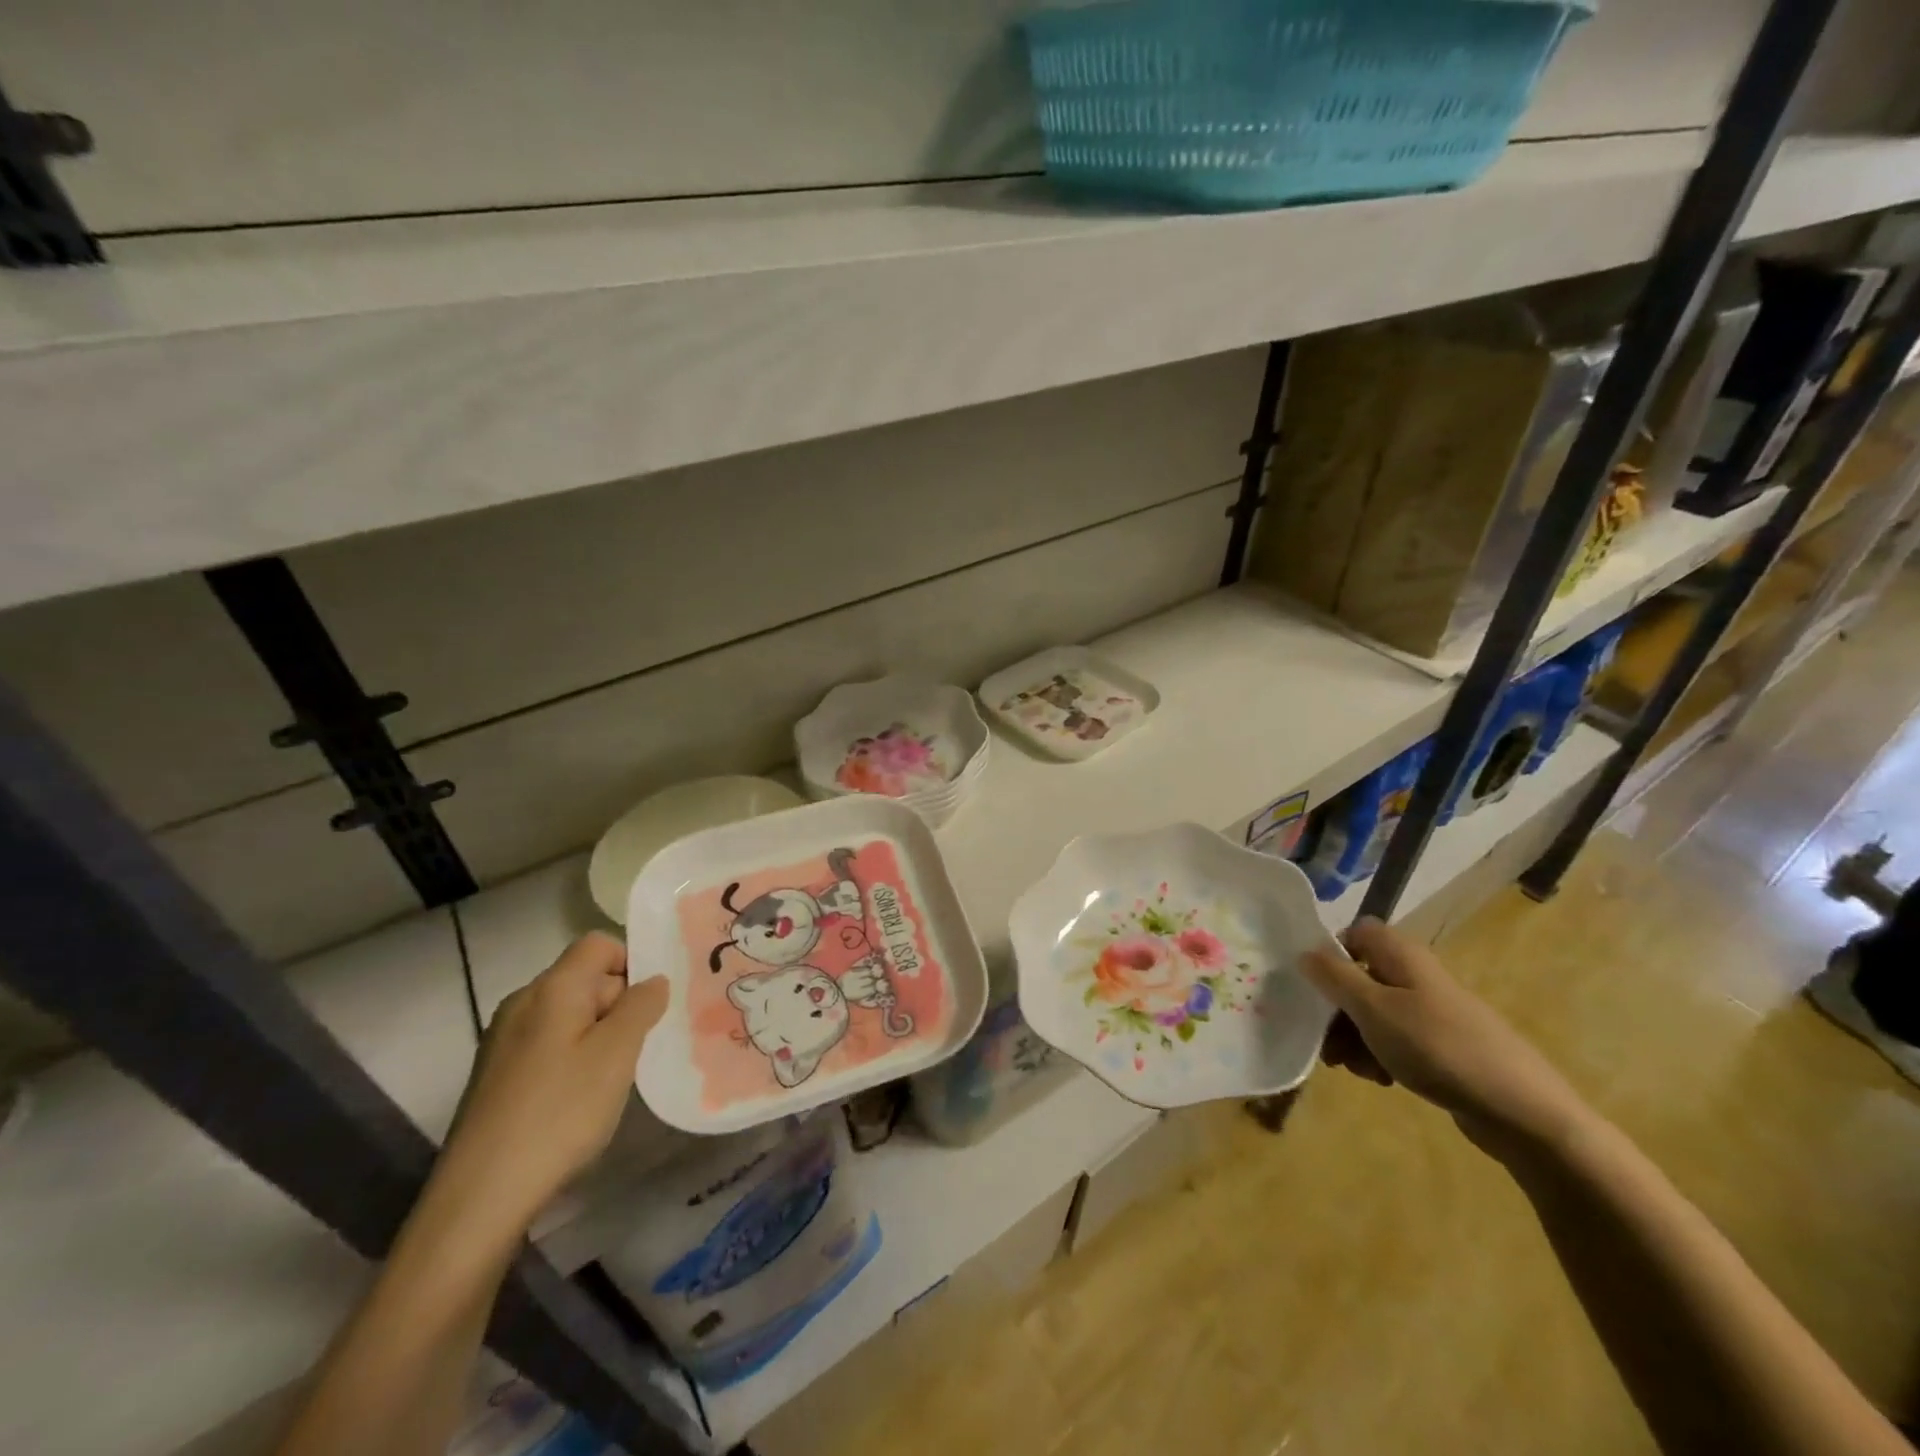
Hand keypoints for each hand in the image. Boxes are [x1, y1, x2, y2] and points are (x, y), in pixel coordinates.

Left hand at [434, 933, 666, 1235]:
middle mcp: (523, 1003)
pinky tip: (583, 1097)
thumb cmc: (559, 1113)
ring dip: (601, 1033)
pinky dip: (575, 1056)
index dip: (632, 961)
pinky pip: (549, 1044)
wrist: (480, 1196)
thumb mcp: (617, 1054)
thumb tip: (653, 980)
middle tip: (644, 1044)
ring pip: (569, 1015)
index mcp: (552, 988)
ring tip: (618, 1074)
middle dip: (620, 1002)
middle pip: (585, 978)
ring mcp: (504, 1040)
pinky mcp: (497, 1075)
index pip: (599, 944)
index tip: (653, 1003)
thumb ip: (641, 1006)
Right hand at [1300, 918, 1590, 1160]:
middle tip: (1325, 1044)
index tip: (1315, 988)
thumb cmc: (1438, 1047)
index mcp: (1401, 956)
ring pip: (1374, 1013)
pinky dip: (1381, 1055)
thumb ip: (1334, 977)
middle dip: (1336, 1010)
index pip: (1356, 933)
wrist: (1521, 1111)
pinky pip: (1397, 1040)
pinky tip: (1381, 1080)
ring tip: (1354, 1069)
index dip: (1331, 954)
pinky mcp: (1442, 1047)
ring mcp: (1431, 1012)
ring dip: (1354, 1038)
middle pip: (1359, 977)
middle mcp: (1416, 976)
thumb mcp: (1374, 1009)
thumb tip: (1304, 951)